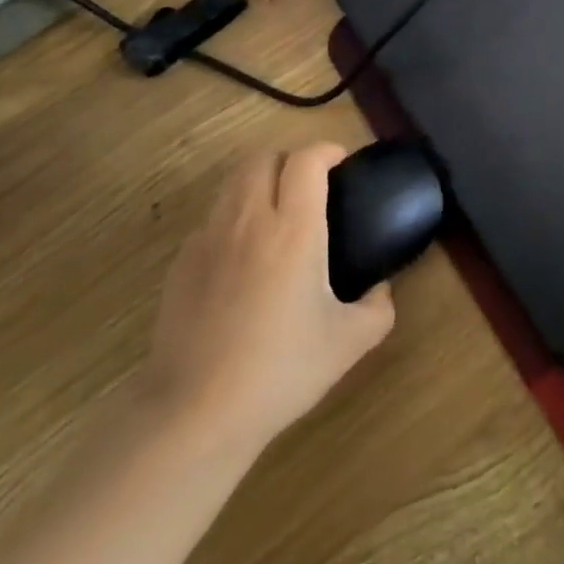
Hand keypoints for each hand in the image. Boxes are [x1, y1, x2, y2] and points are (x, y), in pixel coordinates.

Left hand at [137, 143, 394, 454]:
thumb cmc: (279, 371)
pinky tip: (242, 256)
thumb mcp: (348, 344)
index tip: (341, 163)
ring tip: (276, 212)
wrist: (195, 413)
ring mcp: (209, 238)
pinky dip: (232, 218)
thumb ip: (378, 308)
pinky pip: (211, 218)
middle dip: (289, 159)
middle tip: (309, 186)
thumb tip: (381, 289)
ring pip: (233, 181)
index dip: (327, 150)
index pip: (307, 159)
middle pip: (264, 156)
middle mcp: (250, 219)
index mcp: (294, 229)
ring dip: (259, 181)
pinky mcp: (182, 262)